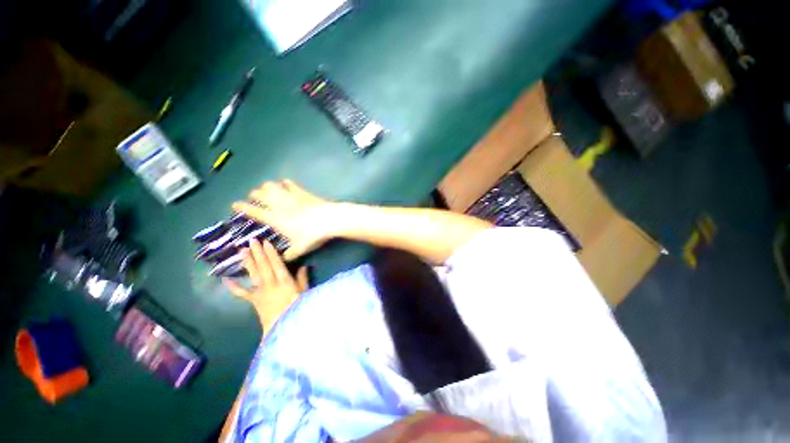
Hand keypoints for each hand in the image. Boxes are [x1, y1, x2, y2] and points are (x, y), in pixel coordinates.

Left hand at [223, 239, 307, 332]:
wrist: (283, 327)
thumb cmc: (297, 308)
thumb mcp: (305, 292)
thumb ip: (303, 279)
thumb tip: (304, 266)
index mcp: (284, 280)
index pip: (276, 263)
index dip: (271, 252)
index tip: (265, 242)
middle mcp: (270, 283)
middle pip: (263, 265)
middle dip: (257, 252)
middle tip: (251, 240)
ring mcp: (260, 291)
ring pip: (253, 274)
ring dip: (247, 262)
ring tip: (241, 251)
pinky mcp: (253, 300)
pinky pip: (242, 293)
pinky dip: (233, 286)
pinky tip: (225, 279)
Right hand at [233, 180, 336, 260]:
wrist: (329, 220)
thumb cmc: (312, 235)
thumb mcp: (299, 249)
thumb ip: (289, 255)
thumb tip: (284, 259)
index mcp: (274, 219)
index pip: (253, 211)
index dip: (242, 207)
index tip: (235, 204)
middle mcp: (279, 205)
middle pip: (261, 195)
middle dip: (254, 195)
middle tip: (254, 196)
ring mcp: (291, 196)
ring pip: (273, 186)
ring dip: (267, 187)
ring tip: (266, 188)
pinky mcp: (303, 192)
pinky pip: (291, 185)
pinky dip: (286, 183)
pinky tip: (286, 183)